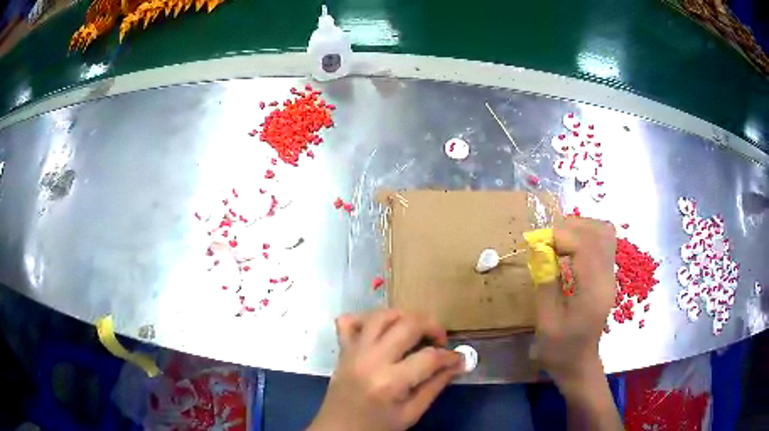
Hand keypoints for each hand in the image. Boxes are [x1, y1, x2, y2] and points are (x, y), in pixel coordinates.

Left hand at [308, 310, 464, 430]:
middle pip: (407, 325)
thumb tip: (457, 365)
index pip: (429, 357)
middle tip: (440, 341)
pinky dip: (365, 319)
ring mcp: (353, 351)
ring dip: (404, 316)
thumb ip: (435, 387)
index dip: (451, 356)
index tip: (459, 359)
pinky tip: (381, 330)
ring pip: (381, 315)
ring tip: (416, 331)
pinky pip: (348, 321)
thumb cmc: (376, 427)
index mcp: (389, 382)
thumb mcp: (411, 414)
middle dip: (432, 326)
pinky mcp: (342, 350)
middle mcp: (371, 360)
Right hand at [535, 217, 615, 390]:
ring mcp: (610, 276)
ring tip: (558, 239)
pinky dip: (585, 237)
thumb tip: (540, 250)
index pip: (585, 246)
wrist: (580, 364)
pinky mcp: (607, 276)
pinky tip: (569, 249)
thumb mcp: (546, 322)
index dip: (560, 236)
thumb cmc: (560, 349)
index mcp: (593, 291)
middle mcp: (607, 277)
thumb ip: (546, 283)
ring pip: (604, 233)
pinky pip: (602, 243)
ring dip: (580, 228)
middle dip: (571, 227)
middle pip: (599, 232)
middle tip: (547, 239)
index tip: (536, 242)